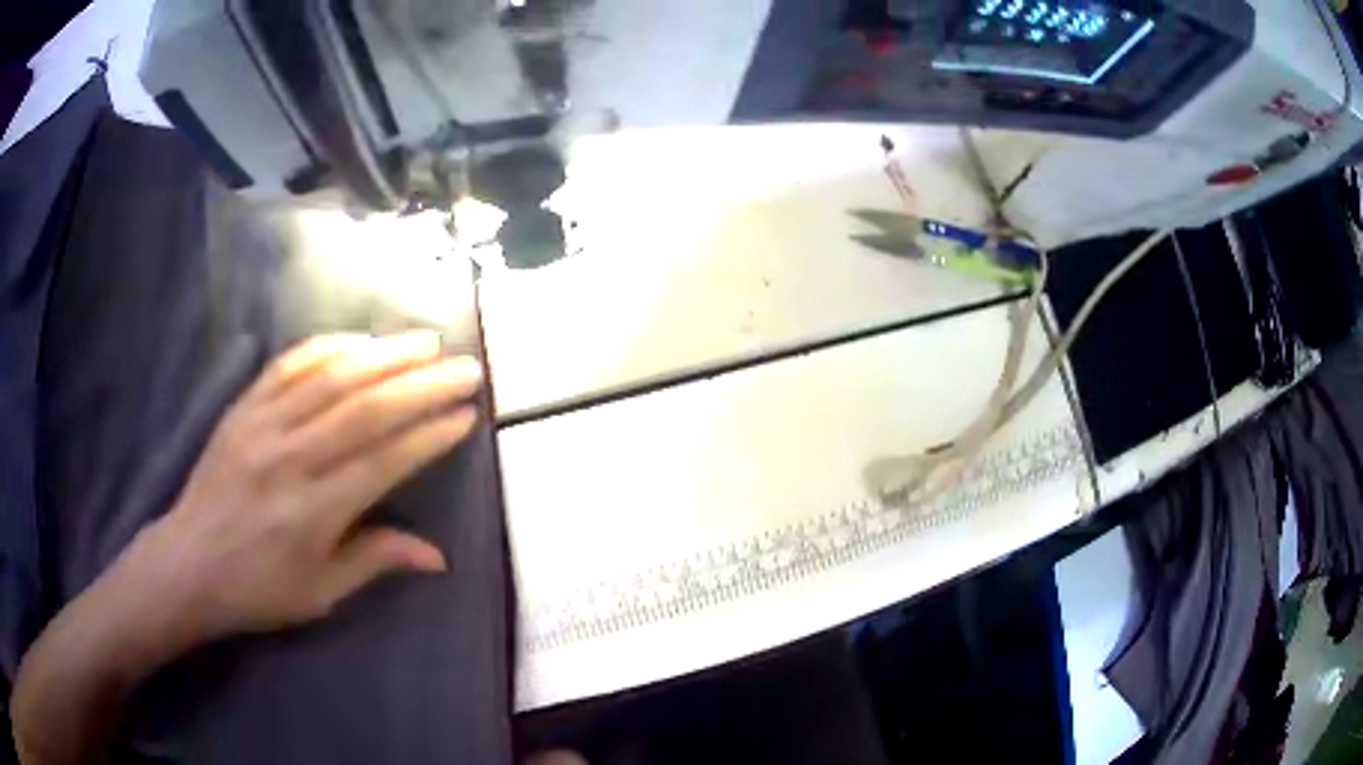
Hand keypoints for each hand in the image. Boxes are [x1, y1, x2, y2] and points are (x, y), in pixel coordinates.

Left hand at [122, 331, 481, 645]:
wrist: (188, 563)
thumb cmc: (258, 589)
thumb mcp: (320, 594)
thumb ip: (375, 561)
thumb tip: (438, 556)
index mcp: (314, 512)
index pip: (384, 461)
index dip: (429, 435)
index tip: (465, 416)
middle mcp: (291, 459)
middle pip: (365, 409)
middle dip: (422, 385)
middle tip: (466, 368)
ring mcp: (263, 425)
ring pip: (331, 377)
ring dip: (384, 355)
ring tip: (425, 342)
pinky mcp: (243, 407)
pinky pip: (289, 365)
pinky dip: (328, 346)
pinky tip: (359, 340)